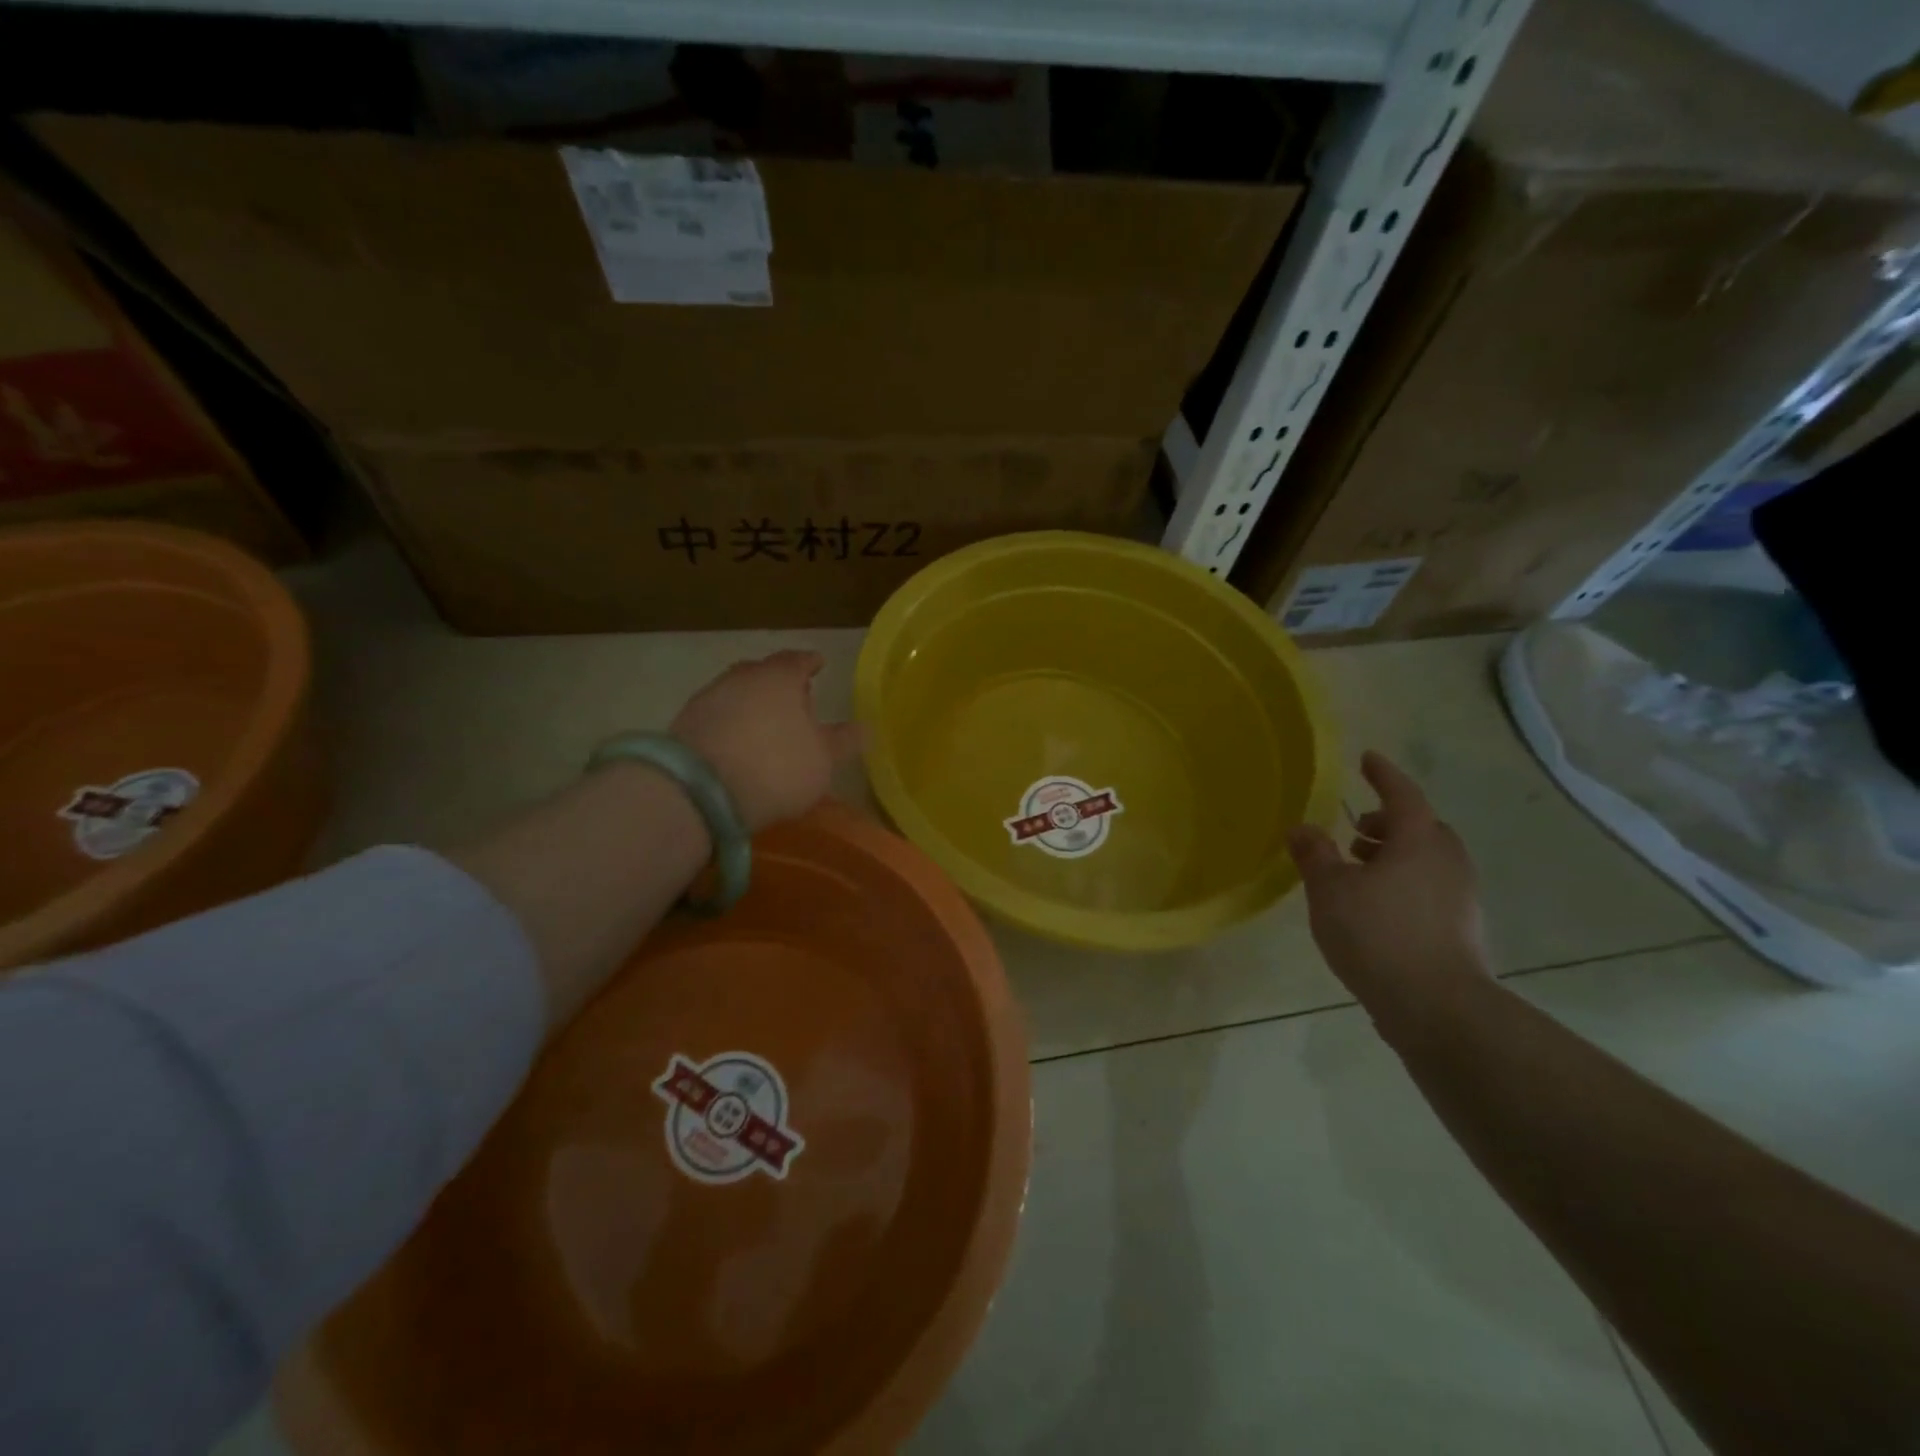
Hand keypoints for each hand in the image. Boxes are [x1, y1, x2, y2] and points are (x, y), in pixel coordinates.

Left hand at [670, 650, 866, 833]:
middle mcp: (742, 677)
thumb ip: (843, 741)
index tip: (819, 665)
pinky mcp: (684, 724)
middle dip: (780, 684)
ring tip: (766, 727)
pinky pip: (718, 717)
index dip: (811, 663)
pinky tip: (738, 745)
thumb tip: (864, 727)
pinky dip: (731, 725)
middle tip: (795, 700)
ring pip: (738, 693)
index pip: (799, 660)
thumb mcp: (823, 760)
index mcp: (780, 677)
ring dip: (753, 706)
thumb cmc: (776, 767)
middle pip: (764, 673)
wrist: (699, 791)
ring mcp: (709, 698)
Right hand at [1287, 751, 1488, 1022]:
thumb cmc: (1378, 934)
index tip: (1367, 759)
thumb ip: (1314, 854)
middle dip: (1389, 822)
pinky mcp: (1461, 928)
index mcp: (1419, 841)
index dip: (1383, 775)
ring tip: (1359, 869)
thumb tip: (1301, 828)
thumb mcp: (1330, 890)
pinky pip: (1430, 888)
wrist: (1437, 1007)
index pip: (1402, 794)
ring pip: (1427, 860)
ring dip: (1395, 855)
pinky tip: (1376, 906)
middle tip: (1355, 830)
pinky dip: (1404, 883)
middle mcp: (1447, 861)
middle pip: (1421, 827)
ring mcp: (1460, 897)